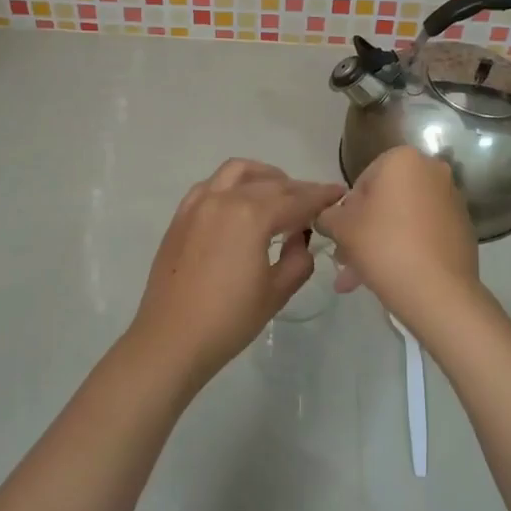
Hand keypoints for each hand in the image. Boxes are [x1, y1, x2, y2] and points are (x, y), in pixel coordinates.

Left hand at [125, 159, 345, 388]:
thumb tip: (299, 238)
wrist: (171, 338)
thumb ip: (298, 258)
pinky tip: (241, 202)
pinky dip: (232, 185)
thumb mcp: (276, 291)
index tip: (339, 193)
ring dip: (263, 176)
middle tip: (314, 202)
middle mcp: (224, 198)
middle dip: (296, 189)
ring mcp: (198, 204)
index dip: (321, 196)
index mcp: (251, 215)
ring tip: (279, 193)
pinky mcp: (181, 216)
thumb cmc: (229, 320)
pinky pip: (211, 185)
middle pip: (270, 183)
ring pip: (237, 172)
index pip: (297, 199)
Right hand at [316, 146, 483, 332]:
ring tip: (360, 279)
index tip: (341, 238)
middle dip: (363, 231)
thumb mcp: (341, 227)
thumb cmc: (384, 246)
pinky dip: (406, 248)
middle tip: (346, 261)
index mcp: (403, 160)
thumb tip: (327, 217)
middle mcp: (432, 171)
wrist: (438, 291)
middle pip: (384, 202)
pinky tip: (390, 276)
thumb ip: (327, 215)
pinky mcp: (463, 227)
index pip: (362, 182)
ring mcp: (452, 199)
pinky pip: (424, 233)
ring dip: (380, 244)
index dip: (346, 212)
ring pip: (403, 220)